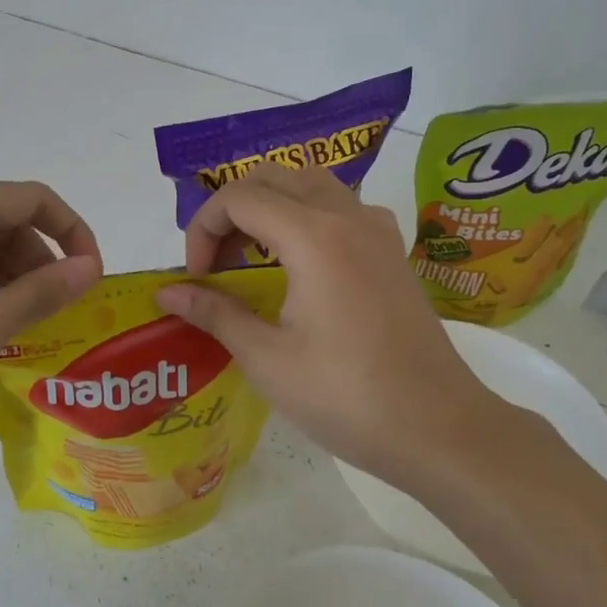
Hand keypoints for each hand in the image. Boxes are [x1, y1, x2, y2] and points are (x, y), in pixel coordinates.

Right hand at [154, 163, 508, 487]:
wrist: (439, 429)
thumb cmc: (347, 396)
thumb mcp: (267, 359)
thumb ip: (215, 313)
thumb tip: (167, 293)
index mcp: (313, 236)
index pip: (238, 197)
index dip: (203, 228)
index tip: (196, 277)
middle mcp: (348, 216)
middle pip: (273, 177)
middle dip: (231, 210)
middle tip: (217, 263)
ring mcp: (377, 230)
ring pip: (309, 185)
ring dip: (269, 208)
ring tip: (251, 259)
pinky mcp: (392, 251)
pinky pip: (339, 207)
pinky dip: (304, 217)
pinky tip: (298, 267)